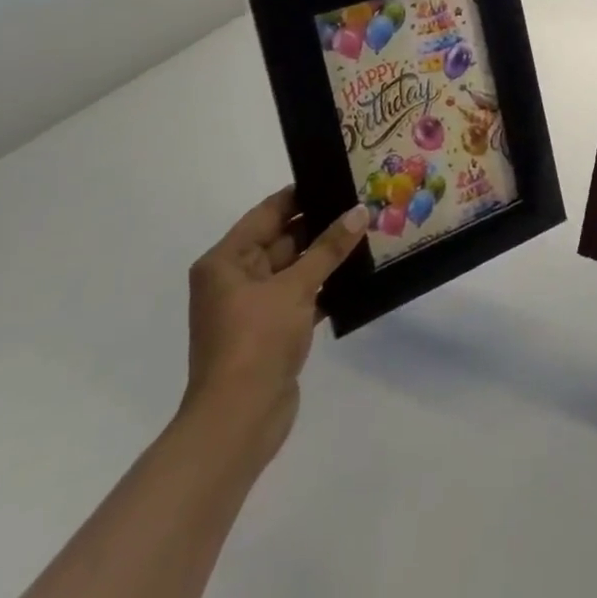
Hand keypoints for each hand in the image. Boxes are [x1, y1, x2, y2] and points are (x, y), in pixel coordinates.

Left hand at [180, 187, 368, 465]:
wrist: (238, 421)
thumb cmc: (256, 341)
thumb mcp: (296, 287)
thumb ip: (329, 247)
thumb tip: (360, 210)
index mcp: (227, 261)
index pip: (268, 212)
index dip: (303, 194)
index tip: (339, 176)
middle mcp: (235, 279)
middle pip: (283, 238)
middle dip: (322, 224)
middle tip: (364, 203)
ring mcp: (253, 306)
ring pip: (295, 267)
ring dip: (327, 255)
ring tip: (369, 231)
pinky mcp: (272, 329)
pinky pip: (302, 293)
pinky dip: (326, 284)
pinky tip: (359, 272)